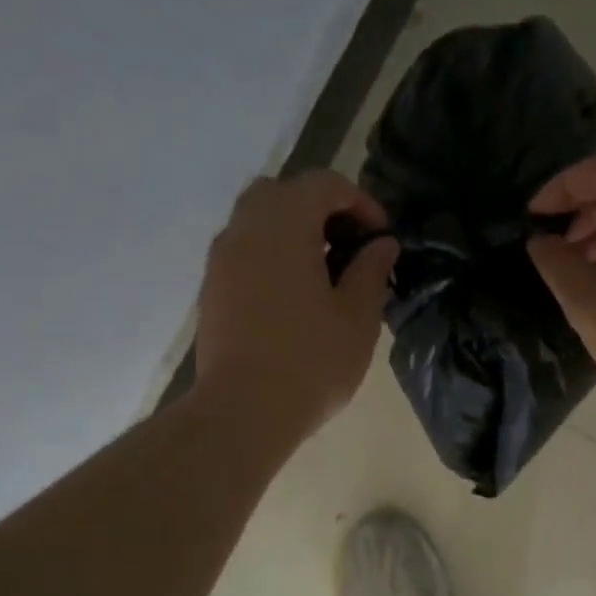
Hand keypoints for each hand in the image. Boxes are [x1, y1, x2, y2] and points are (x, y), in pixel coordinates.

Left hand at [195, 171, 397, 435]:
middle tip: (349, 246)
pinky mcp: (212, 289)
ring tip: (325, 272)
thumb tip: (382, 245)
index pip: (324, 184)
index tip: (382, 237)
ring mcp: (221, 259)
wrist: (243, 411)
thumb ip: (371, 271)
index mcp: (284, 225)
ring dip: (293, 232)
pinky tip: (295, 296)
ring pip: (258, 221)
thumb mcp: (357, 317)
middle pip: (283, 193)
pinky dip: (272, 256)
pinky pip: (244, 251)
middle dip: (321, 209)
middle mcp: (244, 229)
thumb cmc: (311, 361)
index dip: (360, 201)